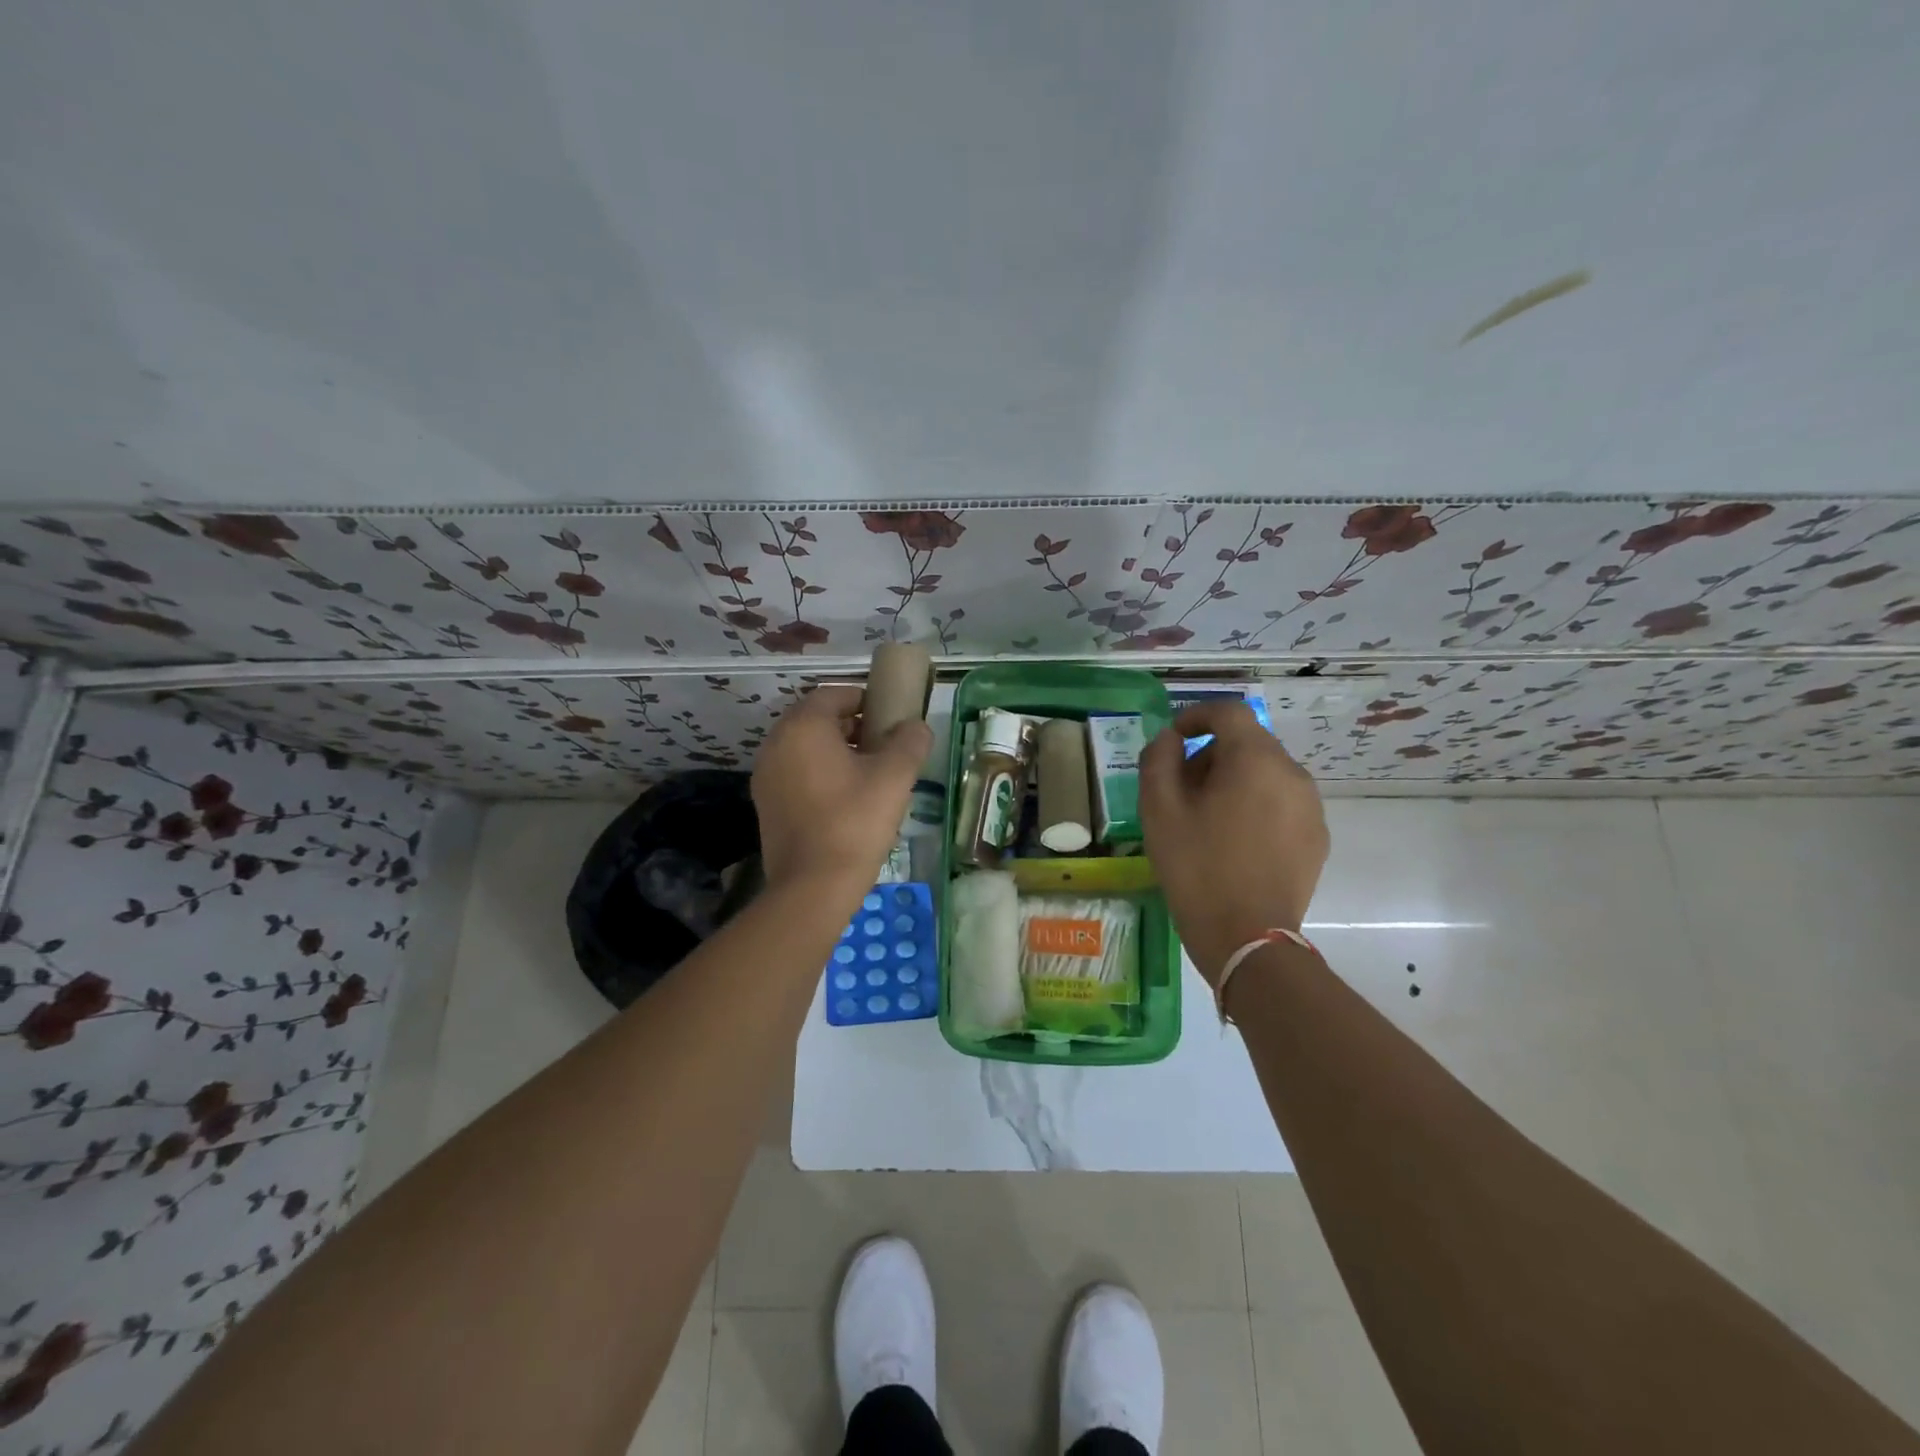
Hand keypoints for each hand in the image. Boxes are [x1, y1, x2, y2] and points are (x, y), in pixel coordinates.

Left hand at [752, 685, 931, 893]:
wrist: (812, 886)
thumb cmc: (855, 822)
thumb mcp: (895, 777)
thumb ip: (909, 742)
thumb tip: (916, 727)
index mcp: (804, 727)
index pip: (834, 694)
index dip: (865, 699)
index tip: (890, 715)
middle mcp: (776, 743)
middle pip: (817, 720)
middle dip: (852, 725)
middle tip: (884, 743)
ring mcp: (766, 775)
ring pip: (805, 747)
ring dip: (836, 750)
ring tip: (870, 772)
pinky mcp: (765, 804)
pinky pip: (795, 773)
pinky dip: (819, 773)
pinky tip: (846, 798)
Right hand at [1140, 701, 1329, 981]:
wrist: (1247, 937)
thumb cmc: (1197, 867)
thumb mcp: (1159, 810)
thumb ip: (1159, 760)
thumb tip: (1170, 740)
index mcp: (1255, 759)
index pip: (1229, 712)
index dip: (1196, 715)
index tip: (1173, 739)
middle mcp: (1292, 773)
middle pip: (1248, 742)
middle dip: (1212, 753)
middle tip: (1181, 787)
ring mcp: (1311, 807)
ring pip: (1266, 773)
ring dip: (1234, 780)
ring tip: (1206, 818)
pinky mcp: (1317, 837)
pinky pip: (1282, 803)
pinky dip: (1256, 805)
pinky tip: (1234, 841)